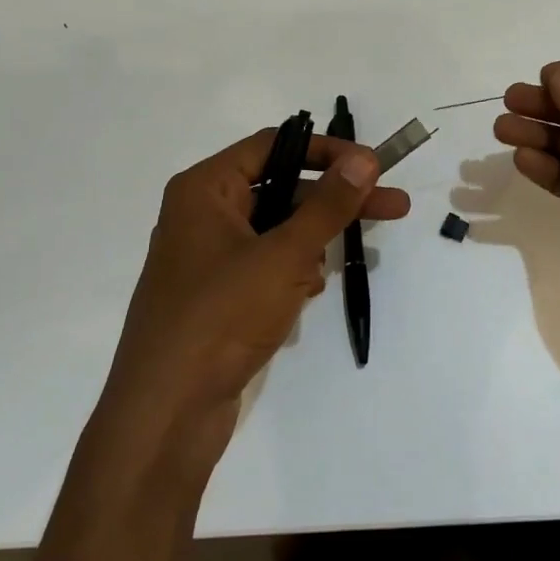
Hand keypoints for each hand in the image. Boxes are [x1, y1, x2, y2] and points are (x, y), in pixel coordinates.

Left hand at [92, 129, 410, 483]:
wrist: (165, 414)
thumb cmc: (221, 317)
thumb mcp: (283, 255)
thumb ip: (328, 205)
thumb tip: (364, 159)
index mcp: (204, 189)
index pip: (274, 146)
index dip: (326, 151)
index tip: (374, 166)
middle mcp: (203, 214)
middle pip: (281, 190)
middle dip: (334, 204)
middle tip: (393, 208)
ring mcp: (208, 257)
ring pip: (277, 232)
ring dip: (308, 249)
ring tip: (315, 281)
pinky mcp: (218, 295)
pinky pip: (266, 267)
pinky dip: (290, 276)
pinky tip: (299, 300)